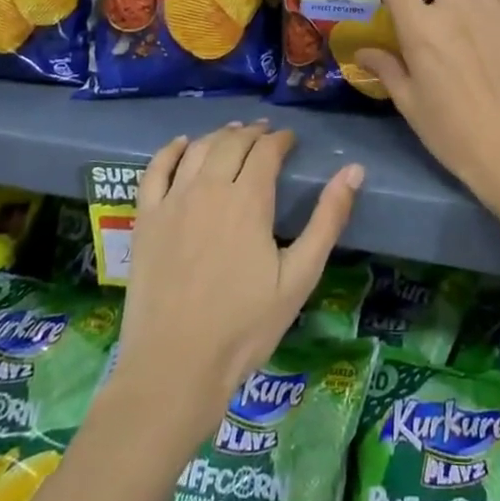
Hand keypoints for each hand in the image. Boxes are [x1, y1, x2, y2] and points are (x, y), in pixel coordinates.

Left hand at [117, 123, 362, 429]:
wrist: (174, 367)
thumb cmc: (244, 326)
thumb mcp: (299, 277)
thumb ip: (327, 220)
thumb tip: (354, 171)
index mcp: (248, 201)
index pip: (267, 151)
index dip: (281, 140)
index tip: (291, 140)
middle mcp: (208, 190)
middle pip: (232, 143)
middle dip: (253, 133)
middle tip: (266, 134)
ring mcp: (172, 202)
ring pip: (198, 149)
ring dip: (219, 135)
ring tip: (233, 133)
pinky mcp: (145, 220)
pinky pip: (155, 170)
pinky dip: (170, 150)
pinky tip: (182, 144)